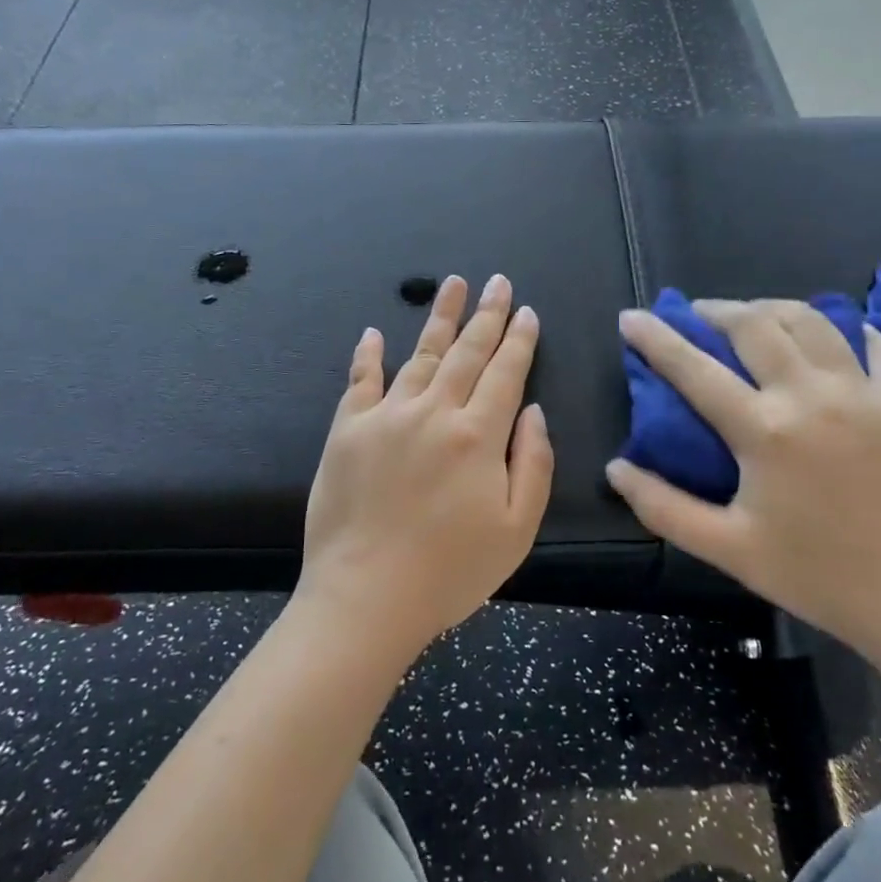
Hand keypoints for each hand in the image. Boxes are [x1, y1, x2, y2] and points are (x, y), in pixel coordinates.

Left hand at [298, 274, 553, 663]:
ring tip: (452, 285)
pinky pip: (360, 381)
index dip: (520, 340)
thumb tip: (533, 411)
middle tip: (498, 282)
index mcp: (477, 436)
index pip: (505, 373)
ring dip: (439, 318)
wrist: (365, 599)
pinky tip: (375, 332)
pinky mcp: (347, 431)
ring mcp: (385, 417)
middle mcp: (433, 412)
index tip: (527, 311)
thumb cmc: (450, 572)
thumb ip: (533, 464)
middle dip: (487, 314)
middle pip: (467, 352)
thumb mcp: (516, 529)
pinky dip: (368, 355)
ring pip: (420, 354)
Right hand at [607, 299, 880, 646]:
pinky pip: (877, 344)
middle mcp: (811, 396)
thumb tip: (616, 468)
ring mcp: (863, 392)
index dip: (656, 338)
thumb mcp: (727, 548)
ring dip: (773, 309)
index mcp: (764, 431)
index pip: (694, 368)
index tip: (631, 317)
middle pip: (755, 324)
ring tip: (754, 317)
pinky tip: (833, 335)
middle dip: (716, 310)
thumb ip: (664, 507)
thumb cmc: (814, 574)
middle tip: (697, 315)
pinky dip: (848, 329)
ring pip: (812, 320)